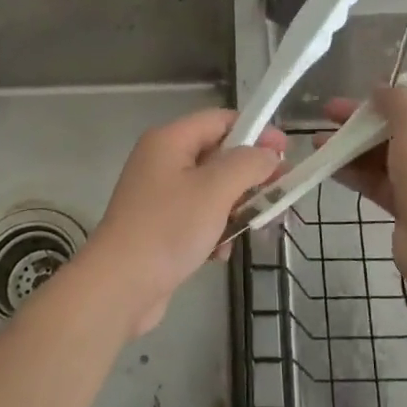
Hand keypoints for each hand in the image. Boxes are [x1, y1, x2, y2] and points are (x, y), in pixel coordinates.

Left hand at [81, 109, 283, 335]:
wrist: (119, 287)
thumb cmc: (168, 229)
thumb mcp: (215, 190)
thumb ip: (248, 164)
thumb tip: (269, 154)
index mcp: (170, 140)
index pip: (221, 120)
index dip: (256, 131)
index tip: (286, 153)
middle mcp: (162, 161)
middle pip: (218, 155)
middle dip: (249, 176)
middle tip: (279, 195)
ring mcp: (159, 195)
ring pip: (212, 190)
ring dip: (235, 208)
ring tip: (252, 229)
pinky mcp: (160, 226)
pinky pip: (199, 217)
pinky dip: (215, 231)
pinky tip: (219, 253)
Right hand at [323, 84, 406, 290]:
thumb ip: (397, 98)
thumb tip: (383, 90)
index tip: (374, 85)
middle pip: (403, 122)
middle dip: (365, 116)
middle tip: (330, 111)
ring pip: (386, 152)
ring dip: (353, 144)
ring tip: (317, 140)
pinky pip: (379, 180)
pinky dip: (355, 171)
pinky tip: (326, 165)